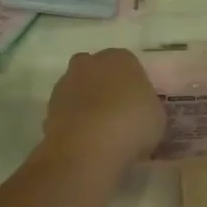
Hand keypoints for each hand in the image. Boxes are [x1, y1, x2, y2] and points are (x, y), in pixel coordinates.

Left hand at [41, 48, 165, 172]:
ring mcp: (65, 84)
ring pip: (79, 90)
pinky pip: (67, 112)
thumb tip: (139, 110)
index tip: (138, 105)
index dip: (133, 85)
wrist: (88, 148)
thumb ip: (146, 106)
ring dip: (86, 105)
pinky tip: (84, 142)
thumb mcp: (156, 116)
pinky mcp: (49, 107)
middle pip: (98, 71)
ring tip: (100, 133)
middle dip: (104, 87)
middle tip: (117, 114)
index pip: (128, 65)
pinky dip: (73, 122)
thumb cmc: (132, 125)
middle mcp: (89, 63)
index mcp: (120, 58)